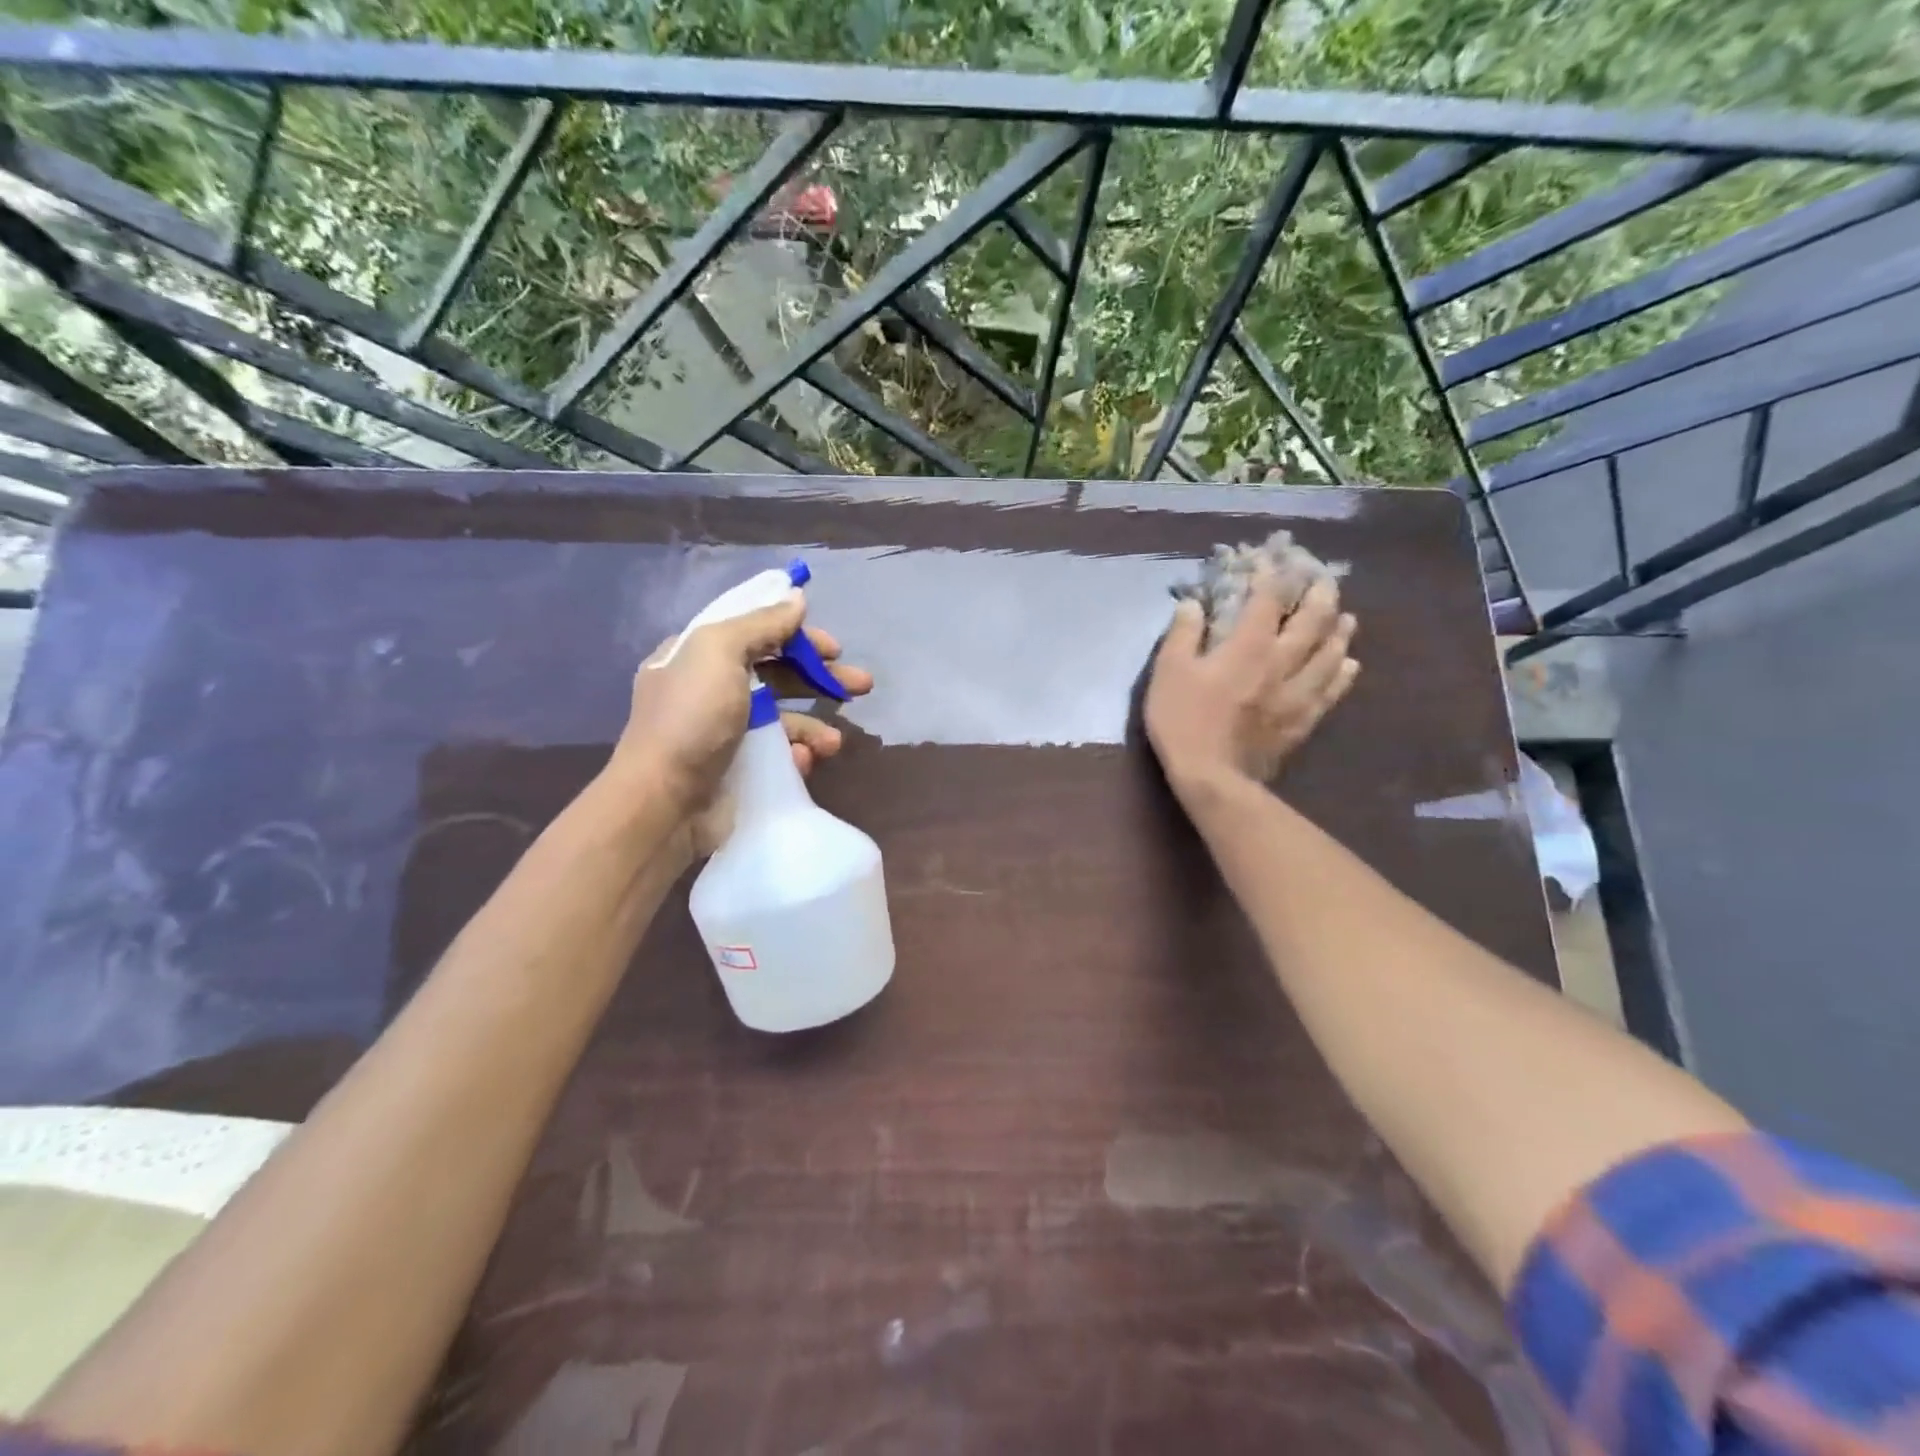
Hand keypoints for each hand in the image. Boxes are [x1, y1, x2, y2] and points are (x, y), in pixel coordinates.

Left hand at [608, 589, 872, 837]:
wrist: (665, 802)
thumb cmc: (692, 718)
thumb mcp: (720, 652)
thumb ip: (761, 623)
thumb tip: (796, 598)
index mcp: (698, 656)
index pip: (755, 633)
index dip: (796, 636)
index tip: (833, 648)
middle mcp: (711, 691)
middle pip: (778, 676)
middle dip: (821, 679)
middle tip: (862, 685)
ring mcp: (726, 735)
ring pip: (784, 720)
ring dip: (814, 727)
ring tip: (833, 743)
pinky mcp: (739, 770)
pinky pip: (779, 756)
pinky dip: (796, 756)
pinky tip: (803, 762)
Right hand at [1144, 572, 1357, 801]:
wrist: (1213, 776)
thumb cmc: (1184, 720)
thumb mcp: (1168, 672)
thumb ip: (1182, 633)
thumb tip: (1192, 603)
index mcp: (1248, 645)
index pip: (1268, 599)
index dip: (1273, 574)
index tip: (1273, 559)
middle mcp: (1282, 661)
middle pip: (1313, 620)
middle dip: (1319, 594)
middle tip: (1324, 580)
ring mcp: (1298, 691)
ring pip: (1331, 652)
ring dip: (1339, 630)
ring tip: (1345, 616)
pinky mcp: (1304, 719)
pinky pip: (1333, 690)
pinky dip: (1343, 672)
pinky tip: (1349, 664)